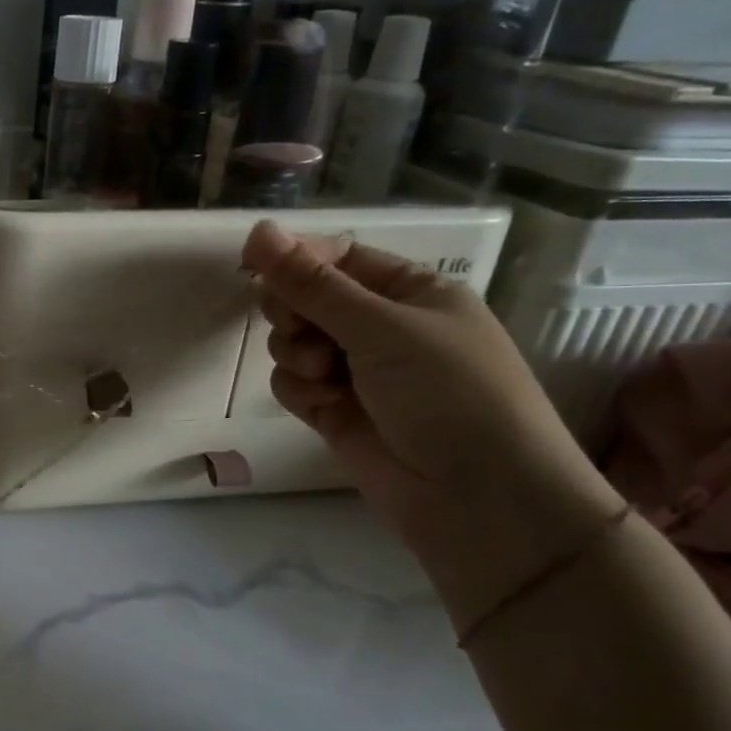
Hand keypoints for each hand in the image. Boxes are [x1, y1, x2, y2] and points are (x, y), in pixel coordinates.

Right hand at [241, 222, 623, 627]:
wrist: (479, 500)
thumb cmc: (449, 394)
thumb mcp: (383, 328)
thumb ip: (312, 283)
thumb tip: (258, 230)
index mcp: (410, 292)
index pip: (338, 257)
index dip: (295, 258)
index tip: (251, 264)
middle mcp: (382, 327)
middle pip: (307, 298)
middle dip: (294, 312)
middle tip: (299, 328)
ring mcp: (357, 371)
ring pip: (293, 342)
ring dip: (297, 354)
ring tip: (325, 375)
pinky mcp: (336, 410)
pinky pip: (293, 383)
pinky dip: (300, 390)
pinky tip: (324, 406)